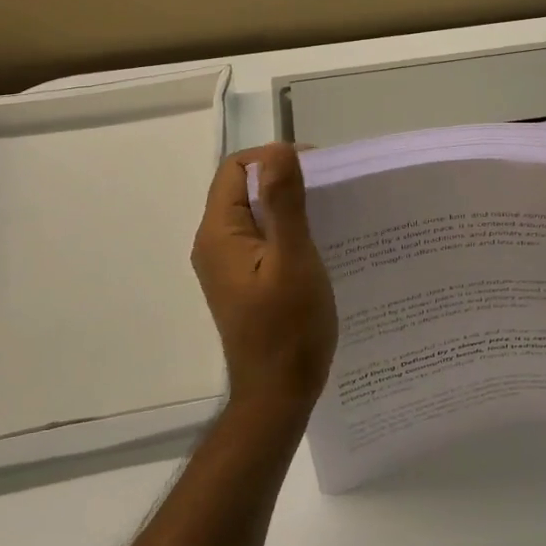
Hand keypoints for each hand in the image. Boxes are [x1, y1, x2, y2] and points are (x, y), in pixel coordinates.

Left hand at [191, 144, 338, 415]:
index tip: (317, 171)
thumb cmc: (288, 329)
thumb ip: (284, 203)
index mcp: (220, 233)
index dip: (274, 159)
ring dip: (289, 205)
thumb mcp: (293, 260)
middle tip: (330, 191)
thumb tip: (279, 149)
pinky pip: (262, 238)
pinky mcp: (244, 280)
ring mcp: (228, 264)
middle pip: (244, 188)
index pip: (236, 169)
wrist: (278, 395)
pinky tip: (319, 243)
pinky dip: (288, 230)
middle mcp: (215, 243)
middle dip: (285, 180)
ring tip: (330, 214)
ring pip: (255, 213)